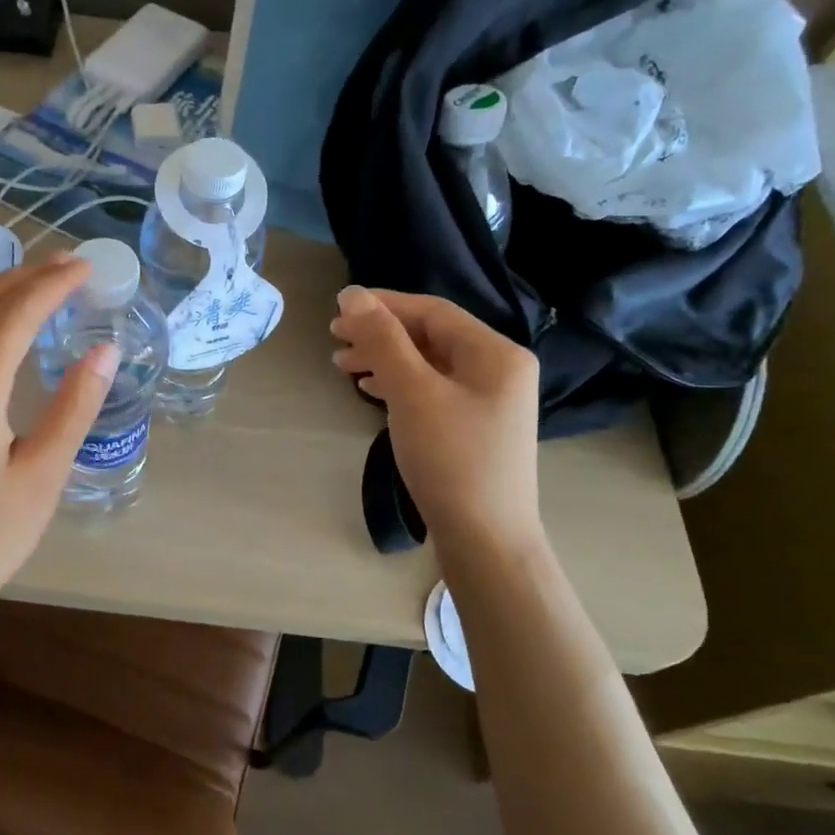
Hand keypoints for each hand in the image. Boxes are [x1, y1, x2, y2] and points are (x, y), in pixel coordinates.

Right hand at [330, 286, 543, 560]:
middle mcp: (499, 369)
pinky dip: (399, 384)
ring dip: (385, 359)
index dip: (383, 306)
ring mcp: (489, 400)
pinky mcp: (475, 426)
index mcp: (496, 353)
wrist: (486, 540)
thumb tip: (352, 294)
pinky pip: (433, 389)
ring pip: (428, 363)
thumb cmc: (451, 460)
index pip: (432, 311)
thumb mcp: (412, 393)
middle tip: (335, 338)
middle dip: (381, 334)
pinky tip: (372, 389)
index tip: (338, 310)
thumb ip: (383, 340)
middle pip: (430, 336)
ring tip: (343, 365)